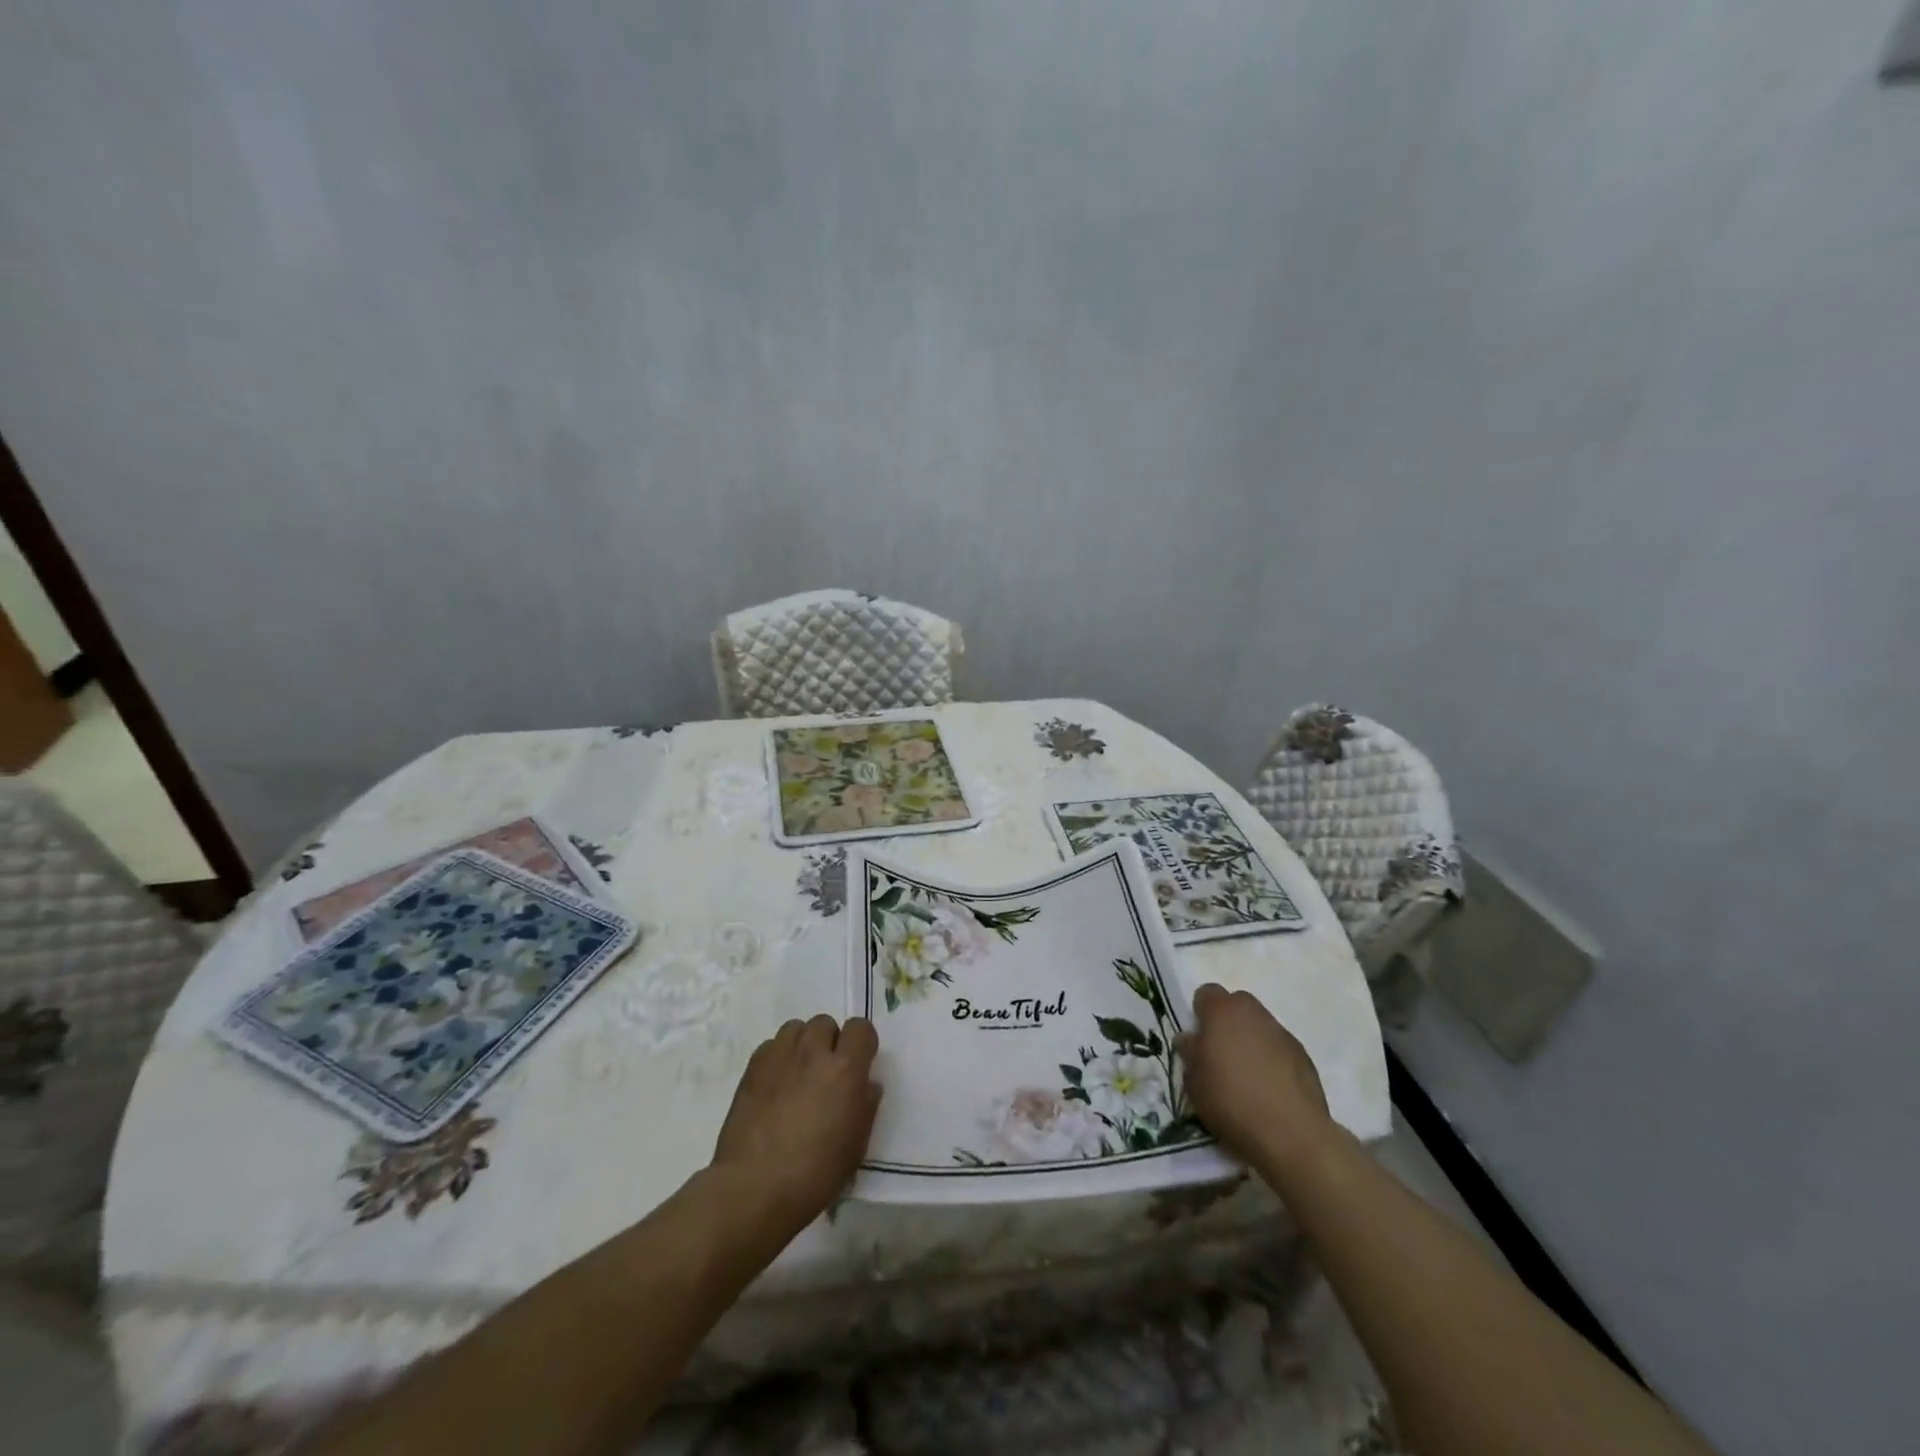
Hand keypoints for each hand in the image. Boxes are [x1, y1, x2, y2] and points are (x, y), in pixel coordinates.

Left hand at [711, 1015, 881, 1232]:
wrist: (754, 1188)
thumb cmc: (814, 1173)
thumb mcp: (856, 1146)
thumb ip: (866, 1107)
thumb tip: (866, 1084)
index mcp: (845, 1069)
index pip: (861, 1028)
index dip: (862, 1044)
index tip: (859, 1066)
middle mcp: (812, 1052)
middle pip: (825, 1023)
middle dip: (830, 1042)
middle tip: (826, 1074)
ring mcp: (779, 1057)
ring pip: (796, 1028)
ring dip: (803, 1044)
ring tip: (799, 1074)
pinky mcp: (752, 1068)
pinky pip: (771, 1046)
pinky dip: (778, 1057)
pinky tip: (775, 1085)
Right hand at [1177, 984, 1334, 1173]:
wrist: (1291, 1133)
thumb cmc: (1231, 1101)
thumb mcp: (1194, 1082)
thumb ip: (1190, 1053)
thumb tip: (1189, 1039)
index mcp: (1222, 1011)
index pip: (1206, 993)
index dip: (1200, 1013)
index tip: (1198, 1039)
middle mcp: (1253, 1013)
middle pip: (1236, 1004)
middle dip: (1227, 1022)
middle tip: (1220, 1054)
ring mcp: (1281, 1032)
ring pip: (1259, 1025)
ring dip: (1251, 1040)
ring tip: (1247, 1075)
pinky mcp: (1303, 1055)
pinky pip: (1279, 1047)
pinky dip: (1272, 1059)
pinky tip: (1269, 1088)